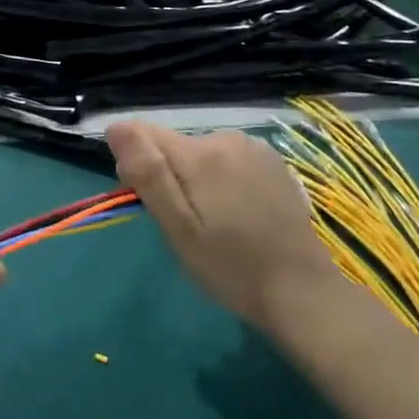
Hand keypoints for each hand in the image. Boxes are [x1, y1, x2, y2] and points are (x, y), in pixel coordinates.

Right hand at [107, 121, 337, 332]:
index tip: (145, 201)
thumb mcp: (178, 228)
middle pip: (174, 145)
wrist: (302, 290)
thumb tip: (116, 128)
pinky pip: (229, 161)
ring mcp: (255, 149)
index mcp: (200, 153)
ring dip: (196, 179)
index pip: (143, 134)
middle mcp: (227, 138)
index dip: (135, 165)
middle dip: (168, 176)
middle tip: (184, 226)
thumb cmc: (230, 266)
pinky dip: (223, 181)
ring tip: (213, 224)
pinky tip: (239, 215)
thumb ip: (148, 174)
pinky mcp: (274, 164)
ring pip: (202, 154)